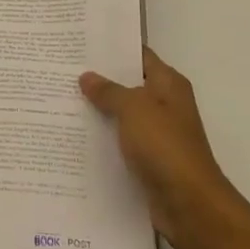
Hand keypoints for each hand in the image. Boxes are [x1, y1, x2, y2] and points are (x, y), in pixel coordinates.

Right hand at [80, 46, 249, 248]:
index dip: (112, 48)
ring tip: (60, 100)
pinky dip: (103, 139)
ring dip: (98, 111)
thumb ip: (109, 91)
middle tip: (62, 70)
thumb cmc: (164, 146)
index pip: (138, 55)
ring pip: (122, 115)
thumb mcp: (133, 109)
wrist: (189, 204)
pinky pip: (121, 142)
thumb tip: (87, 76)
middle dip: (99, 80)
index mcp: (168, 84)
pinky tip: (75, 136)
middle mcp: (165, 105)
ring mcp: (157, 134)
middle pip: (128, 85)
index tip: (81, 43)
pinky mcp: (149, 160)